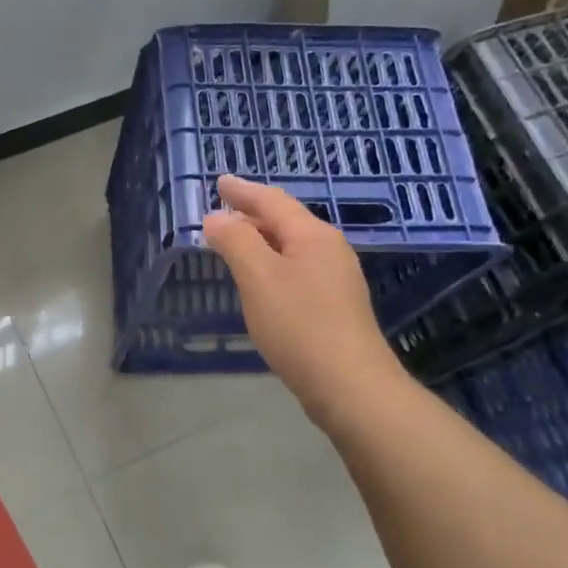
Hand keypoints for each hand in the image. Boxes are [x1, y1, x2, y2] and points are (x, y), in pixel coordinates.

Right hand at [202, 175, 406, 431]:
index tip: (220, 182)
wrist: (350, 385)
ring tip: (236, 241)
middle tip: (222, 209)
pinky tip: (261, 280)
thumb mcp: (258, 277)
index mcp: (313, 235)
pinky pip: (297, 269)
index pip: (272, 201)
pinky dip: (272, 263)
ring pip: (292, 246)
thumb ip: (235, 241)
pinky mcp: (336, 306)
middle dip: (252, 213)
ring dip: (262, 239)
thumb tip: (216, 217)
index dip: (243, 191)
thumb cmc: (300, 326)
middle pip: (286, 221)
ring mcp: (337, 279)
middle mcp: (330, 249)